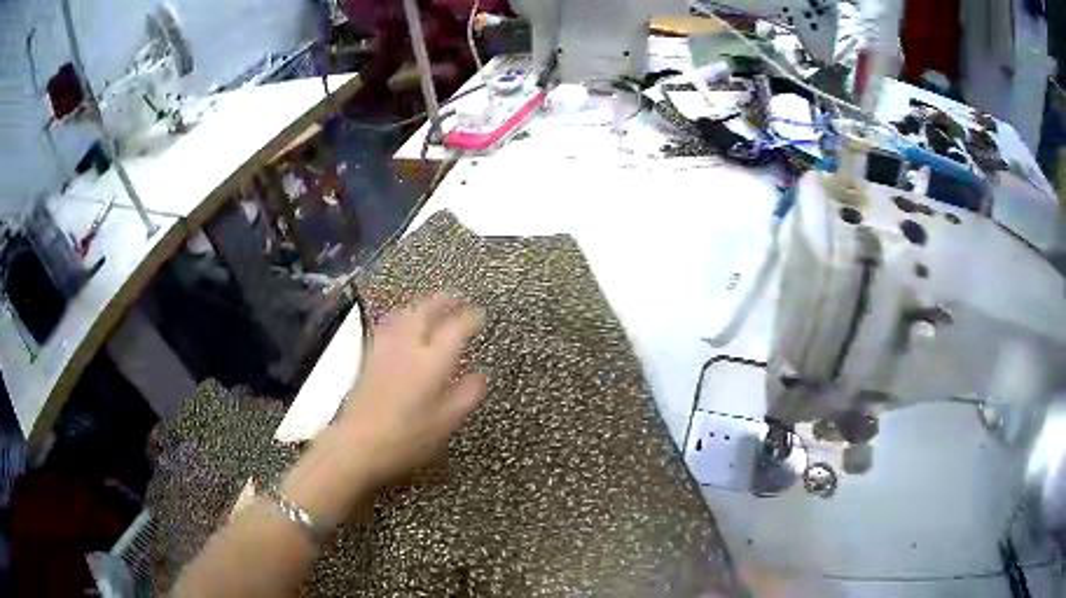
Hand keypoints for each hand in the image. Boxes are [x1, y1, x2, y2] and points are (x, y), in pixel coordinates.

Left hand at [336, 294, 486, 486]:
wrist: (358, 442)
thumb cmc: (407, 437)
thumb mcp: (447, 422)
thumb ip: (467, 395)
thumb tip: (480, 375)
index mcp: (432, 361)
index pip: (455, 328)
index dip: (471, 318)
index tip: (480, 315)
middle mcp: (408, 346)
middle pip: (425, 309)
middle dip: (444, 300)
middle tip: (458, 298)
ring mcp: (385, 348)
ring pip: (404, 313)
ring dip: (422, 304)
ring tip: (432, 306)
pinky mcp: (369, 356)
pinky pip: (389, 324)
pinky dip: (403, 317)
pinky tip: (403, 325)